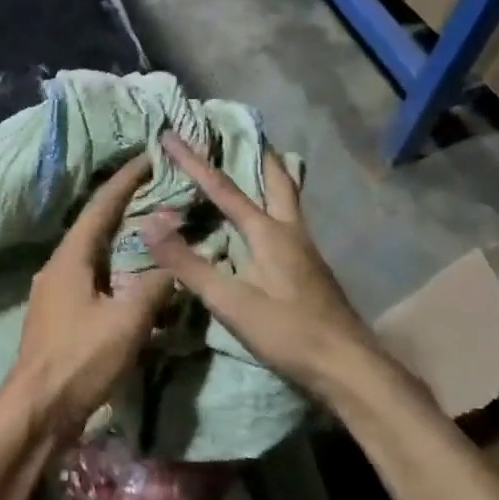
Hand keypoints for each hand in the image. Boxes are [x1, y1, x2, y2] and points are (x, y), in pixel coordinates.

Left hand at [2, 155, 173, 447]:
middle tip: (158, 190)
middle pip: (95, 225)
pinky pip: (92, 277)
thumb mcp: (127, 322)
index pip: (101, 206)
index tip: (149, 157)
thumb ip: (155, 285)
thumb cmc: (80, 360)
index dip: (126, 180)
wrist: (36, 410)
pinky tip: (134, 277)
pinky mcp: (58, 314)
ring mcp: (54, 290)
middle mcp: (58, 265)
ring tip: (152, 228)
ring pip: (93, 253)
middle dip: (125, 206)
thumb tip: (176, 258)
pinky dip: (116, 267)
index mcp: (70, 257)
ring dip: (121, 239)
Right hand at [140, 132, 369, 388]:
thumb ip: (187, 263)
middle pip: (277, 179)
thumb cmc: (288, 332)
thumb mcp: (230, 301)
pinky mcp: (309, 268)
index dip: (194, 161)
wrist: (349, 367)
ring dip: (269, 175)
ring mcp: (305, 249)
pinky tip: (262, 221)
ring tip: (252, 164)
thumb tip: (148, 225)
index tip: (172, 134)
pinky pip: (287, 219)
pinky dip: (272, 203)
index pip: (223, 188)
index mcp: (268, 232)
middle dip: (257, 152)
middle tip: (241, 132)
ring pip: (287, 198)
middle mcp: (290, 230)